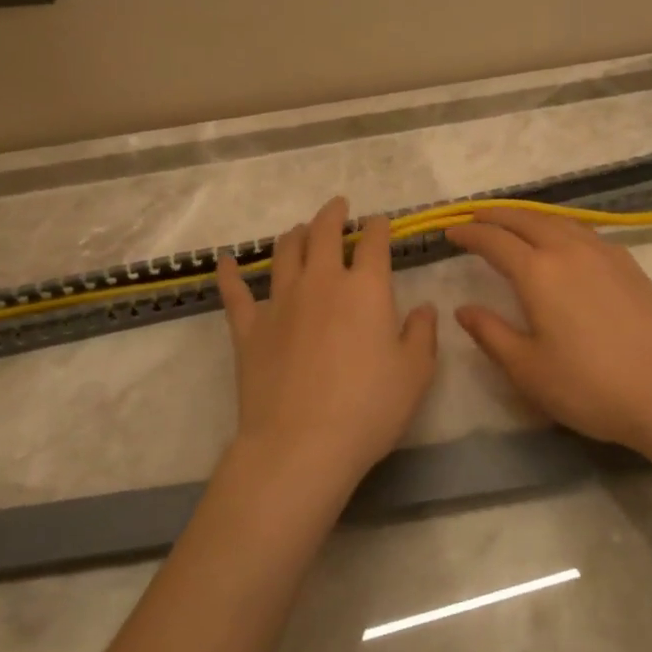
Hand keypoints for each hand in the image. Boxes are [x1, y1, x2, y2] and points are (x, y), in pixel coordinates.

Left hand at [215, 196, 438, 493]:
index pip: (373, 243)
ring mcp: (280, 302)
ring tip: (300, 229)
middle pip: (323, 233)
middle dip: (333, 214)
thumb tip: (425, 308)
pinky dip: (230, 273)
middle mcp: (321, 282)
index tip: (379, 222)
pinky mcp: (248, 328)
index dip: (377, 227)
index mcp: (365, 288)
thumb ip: (422, 334)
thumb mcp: (415, 374)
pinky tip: (226, 260)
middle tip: (338, 206)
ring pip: (284, 253)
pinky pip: (235, 292)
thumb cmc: (368, 408)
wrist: (301, 445)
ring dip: (294, 235)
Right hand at [447, 207, 651, 453]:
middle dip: (497, 215)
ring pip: (558, 220)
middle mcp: (569, 250)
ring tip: (515, 222)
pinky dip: (561, 226)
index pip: (495, 241)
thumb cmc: (587, 386)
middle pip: (526, 219)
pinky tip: (563, 240)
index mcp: (538, 272)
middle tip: (476, 216)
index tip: (452, 231)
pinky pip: (585, 231)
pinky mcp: (629, 264)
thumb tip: (464, 309)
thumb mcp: (527, 369)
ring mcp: (604, 253)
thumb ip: (491, 333)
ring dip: (530, 216)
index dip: (470, 233)